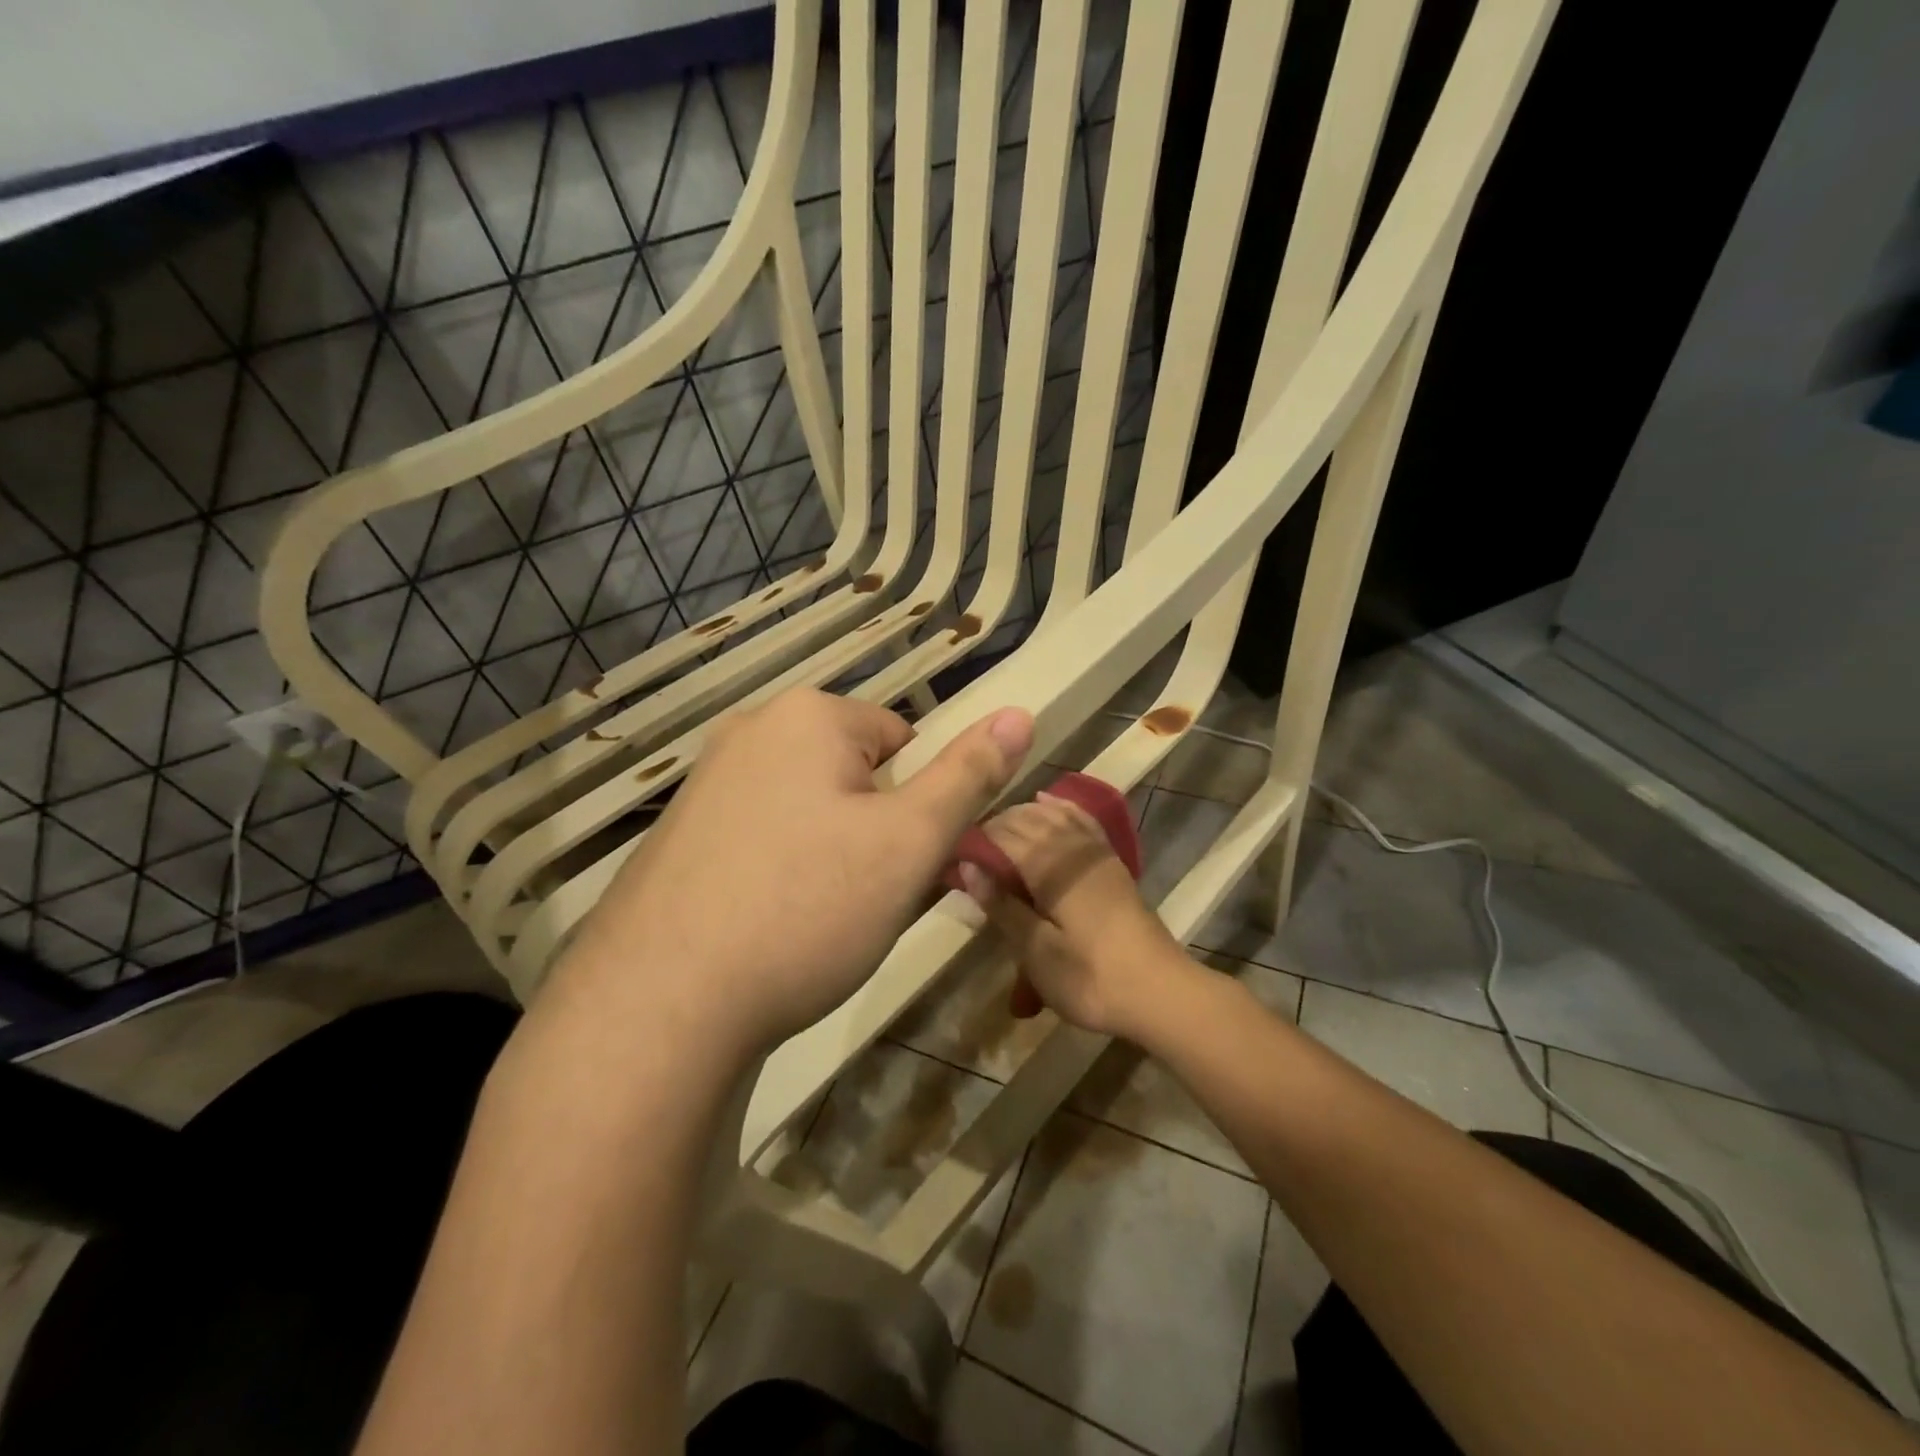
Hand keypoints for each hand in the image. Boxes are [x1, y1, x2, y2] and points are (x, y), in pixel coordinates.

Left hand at [556, 688, 1033, 1057]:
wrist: (662, 1003)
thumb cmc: (808, 906)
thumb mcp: (910, 841)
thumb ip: (969, 775)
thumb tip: (1021, 712)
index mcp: (807, 715)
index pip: (902, 741)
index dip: (915, 806)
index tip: (901, 864)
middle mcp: (749, 731)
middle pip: (852, 774)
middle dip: (873, 831)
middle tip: (863, 898)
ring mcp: (704, 782)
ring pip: (808, 810)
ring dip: (831, 854)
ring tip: (817, 920)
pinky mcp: (677, 835)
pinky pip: (760, 838)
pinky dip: (780, 872)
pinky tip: (770, 925)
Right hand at [960, 795, 1191, 1040]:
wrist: (1159, 992)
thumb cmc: (1090, 978)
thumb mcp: (1036, 952)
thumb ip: (1003, 906)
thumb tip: (968, 867)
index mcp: (1051, 868)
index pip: (1003, 835)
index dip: (975, 839)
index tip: (952, 852)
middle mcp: (1073, 848)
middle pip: (1027, 819)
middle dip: (996, 825)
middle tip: (970, 848)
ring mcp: (1096, 853)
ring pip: (1054, 815)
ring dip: (1023, 814)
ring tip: (998, 826)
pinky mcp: (1111, 863)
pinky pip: (1082, 821)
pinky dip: (1062, 808)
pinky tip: (1048, 803)